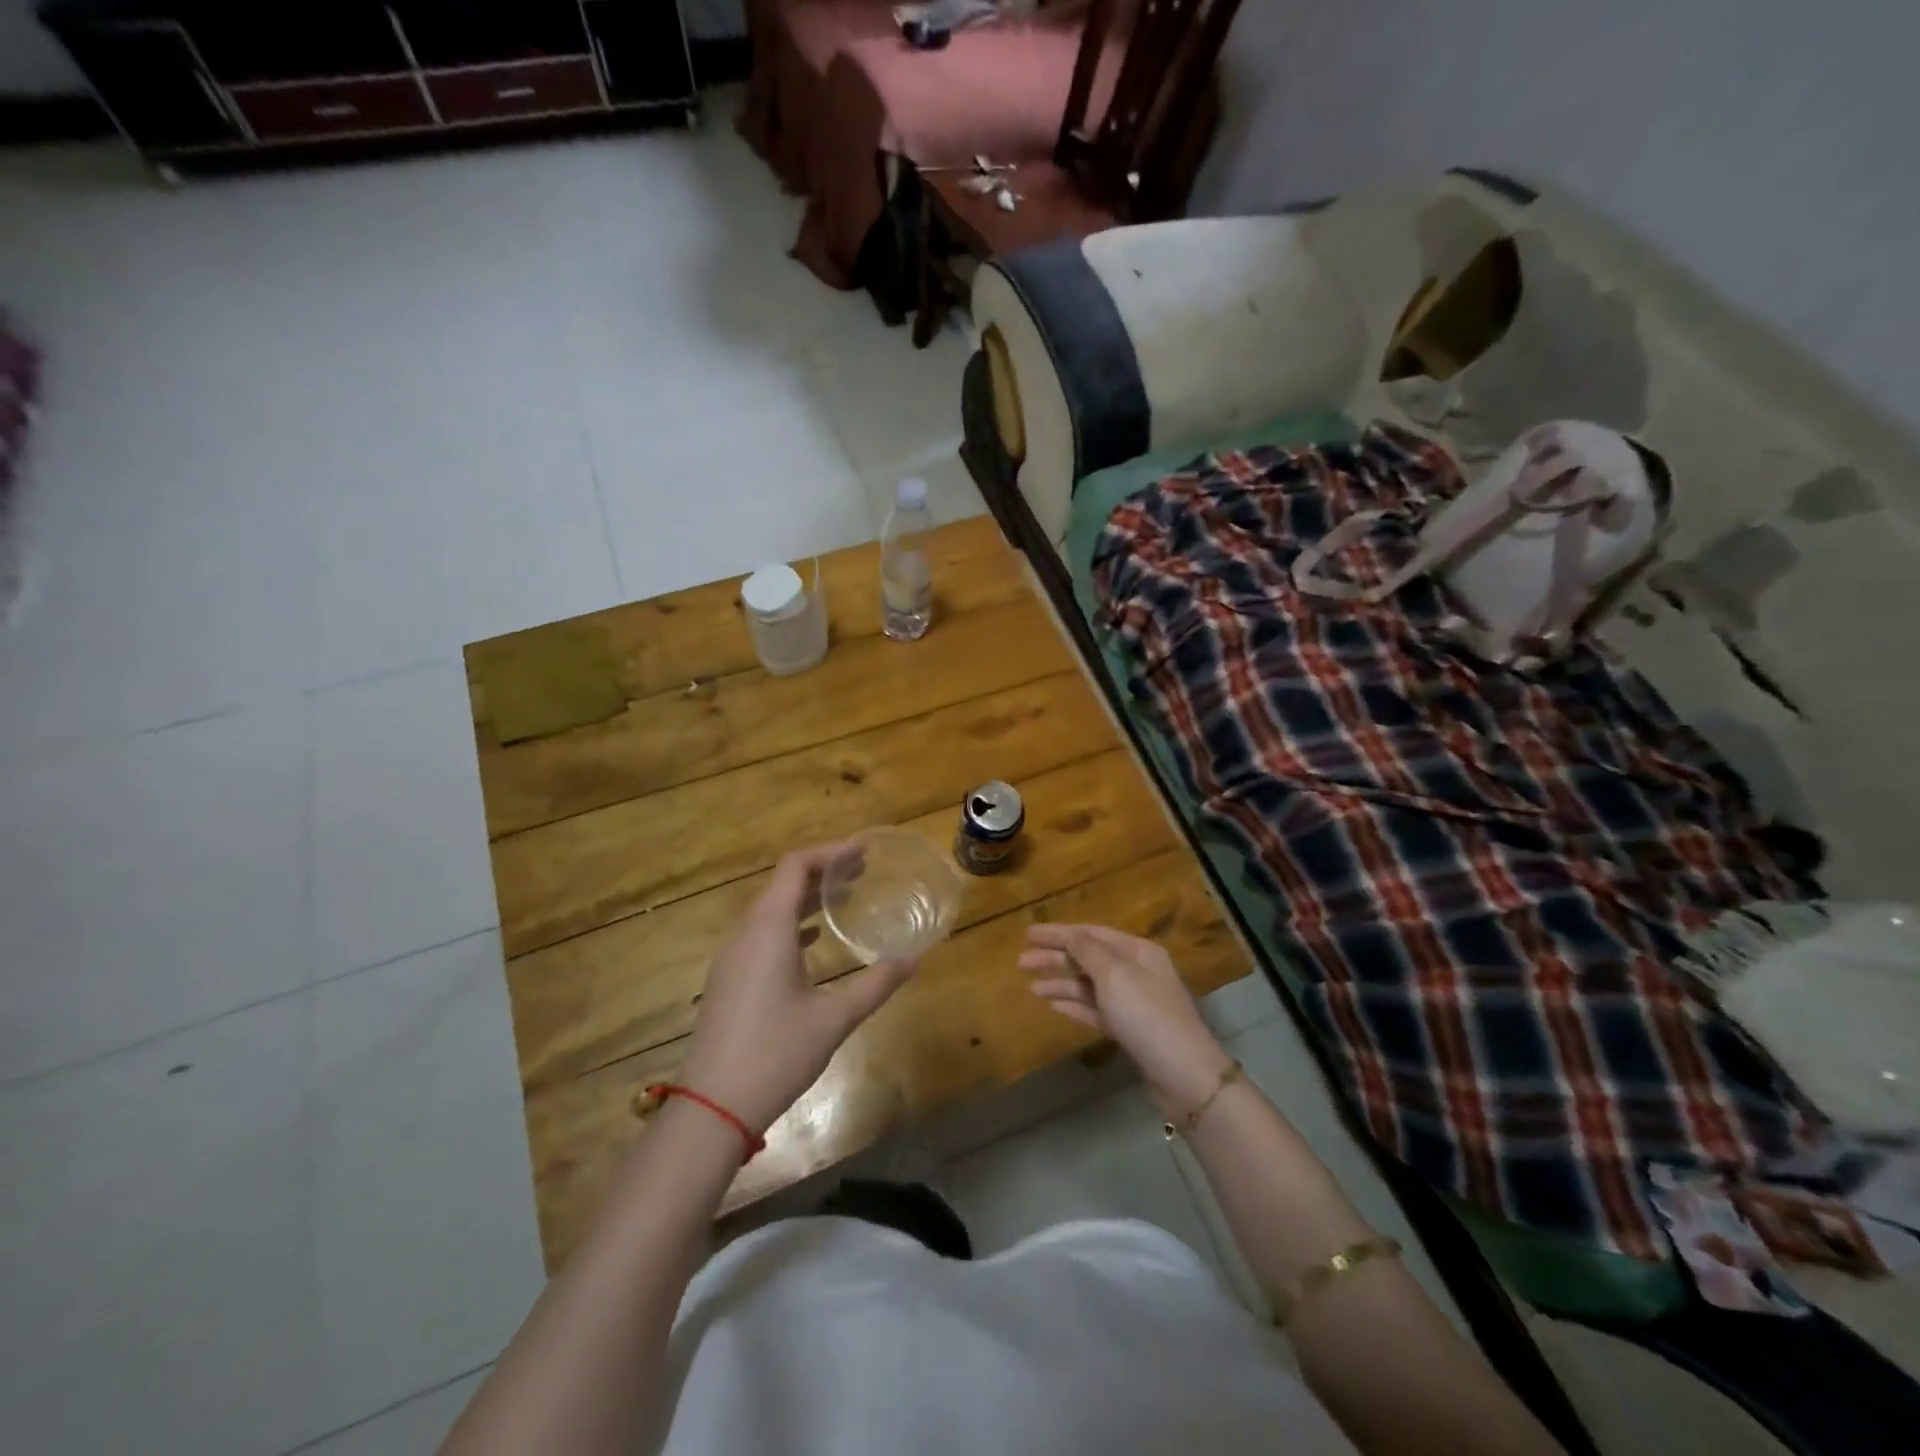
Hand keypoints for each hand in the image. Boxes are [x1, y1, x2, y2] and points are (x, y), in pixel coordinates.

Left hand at [678, 841, 916, 1136]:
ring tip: (844, 898)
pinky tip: (813, 939)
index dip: (830, 852)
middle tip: (863, 872)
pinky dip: (790, 923)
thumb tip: (914, 960)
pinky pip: (761, 932)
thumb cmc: (776, 1054)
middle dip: (822, 872)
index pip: (795, 866)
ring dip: (806, 898)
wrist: (712, 1107)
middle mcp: (745, 932)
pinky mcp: (728, 978)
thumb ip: (876, 984)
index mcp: (768, 929)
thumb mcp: (835, 1018)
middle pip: (782, 883)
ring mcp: (731, 956)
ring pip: (770, 908)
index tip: (864, 851)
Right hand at [1021, 923, 1232, 1114]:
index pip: (1091, 933)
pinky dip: (1075, 1005)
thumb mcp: (1114, 974)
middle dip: (1055, 958)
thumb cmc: (1147, 1015)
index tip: (1027, 934)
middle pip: (1088, 958)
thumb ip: (1087, 950)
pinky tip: (1054, 1006)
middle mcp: (1137, 971)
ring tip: (1032, 987)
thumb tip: (1070, 934)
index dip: (1058, 932)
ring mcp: (1134, 1002)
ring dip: (1061, 983)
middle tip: (1021, 962)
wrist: (1184, 1075)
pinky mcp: (1130, 1030)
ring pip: (1090, 985)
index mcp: (1137, 951)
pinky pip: (1096, 1010)